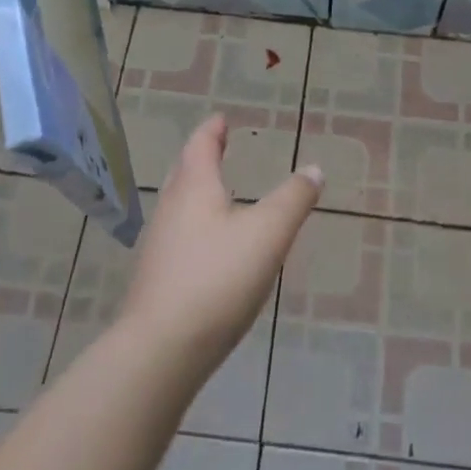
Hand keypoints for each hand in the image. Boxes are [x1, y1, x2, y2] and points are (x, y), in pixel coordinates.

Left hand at [119, 115, 322, 379]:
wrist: (161, 350)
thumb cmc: (217, 279)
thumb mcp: (268, 234)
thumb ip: (293, 199)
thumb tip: (314, 169)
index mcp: (194, 187)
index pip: (201, 145)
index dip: (213, 130)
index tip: (221, 119)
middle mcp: (171, 208)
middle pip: (184, 171)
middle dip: (201, 156)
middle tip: (217, 146)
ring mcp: (159, 244)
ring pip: (178, 203)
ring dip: (196, 189)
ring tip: (216, 190)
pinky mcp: (157, 277)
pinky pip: (178, 234)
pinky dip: (194, 223)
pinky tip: (208, 244)